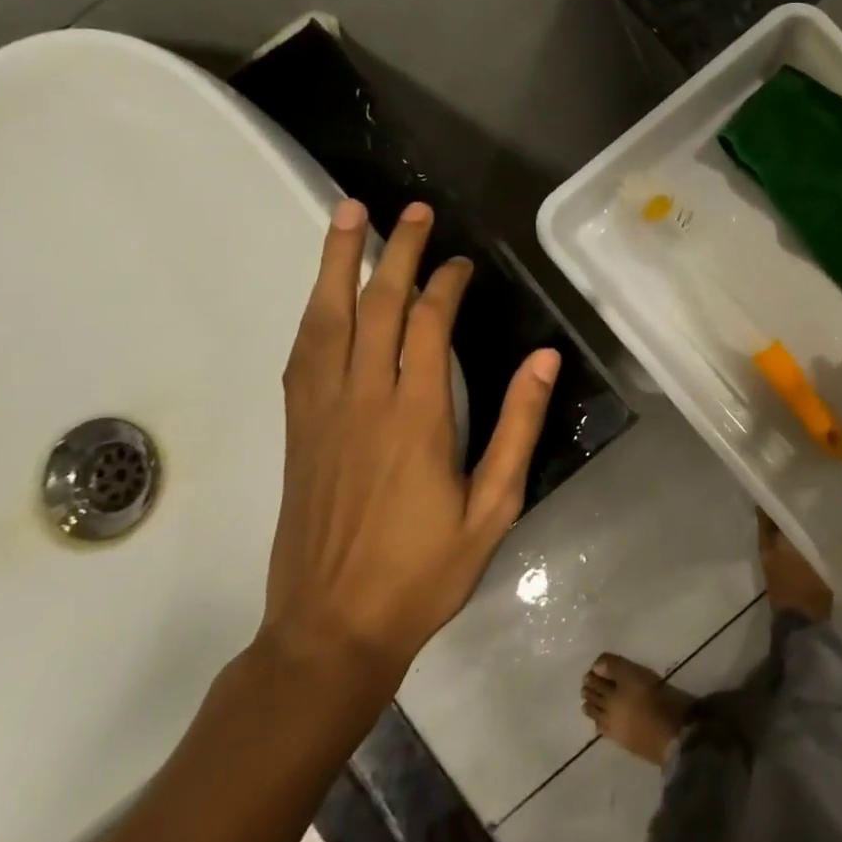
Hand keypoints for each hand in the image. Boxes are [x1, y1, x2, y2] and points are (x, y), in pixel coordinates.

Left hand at [261, 199, 560, 690]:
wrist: (330, 631)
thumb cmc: (422, 571)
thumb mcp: (493, 507)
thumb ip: (517, 427)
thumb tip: (543, 360)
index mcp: (416, 417)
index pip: (428, 326)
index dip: (445, 284)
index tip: (463, 263)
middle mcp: (363, 401)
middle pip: (375, 306)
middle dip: (396, 251)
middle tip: (413, 211)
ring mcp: (321, 413)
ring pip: (326, 320)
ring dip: (337, 263)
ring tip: (347, 216)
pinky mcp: (298, 430)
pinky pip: (303, 355)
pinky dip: (314, 312)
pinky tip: (322, 294)